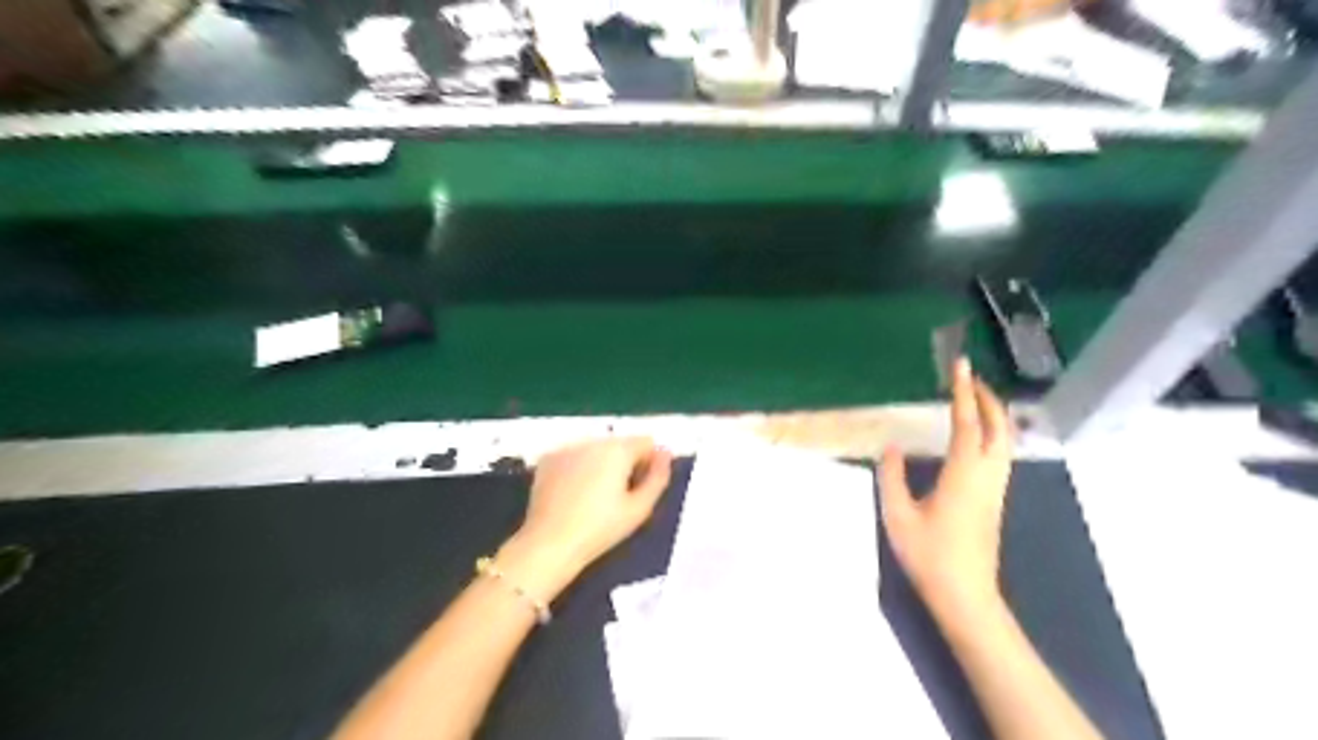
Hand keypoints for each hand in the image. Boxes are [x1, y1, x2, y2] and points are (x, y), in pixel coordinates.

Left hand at [499, 437, 672, 598]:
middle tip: (620, 496)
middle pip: (620, 443)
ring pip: (596, 449)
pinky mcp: (548, 459)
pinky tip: (574, 493)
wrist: (550, 543)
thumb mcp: (640, 508)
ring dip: (602, 463)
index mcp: (618, 449)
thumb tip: (665, 453)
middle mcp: (592, 440)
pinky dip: (579, 467)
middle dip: (625, 462)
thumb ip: (658, 477)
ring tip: (595, 496)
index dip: (650, 462)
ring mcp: (567, 447)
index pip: (646, 442)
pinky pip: (574, 456)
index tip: (642, 487)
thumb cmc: (600, 529)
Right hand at [879, 359, 1010, 617]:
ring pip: (1005, 441)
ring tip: (974, 399)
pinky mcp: (995, 500)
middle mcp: (986, 475)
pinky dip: (993, 432)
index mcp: (963, 473)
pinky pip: (1001, 454)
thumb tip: (892, 447)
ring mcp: (995, 488)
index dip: (963, 391)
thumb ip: (891, 476)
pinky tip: (976, 436)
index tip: (960, 365)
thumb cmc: (929, 555)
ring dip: (994, 414)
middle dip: (987, 397)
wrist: (965, 595)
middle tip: (968, 377)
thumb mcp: (898, 514)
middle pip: (998, 426)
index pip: (967, 422)